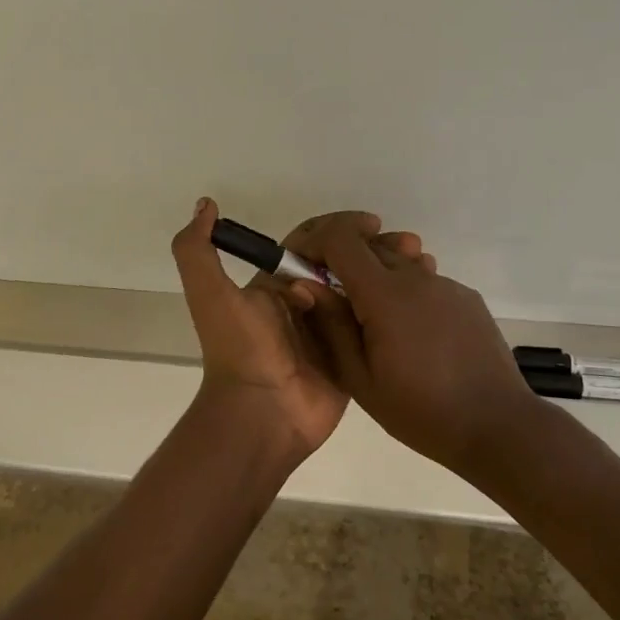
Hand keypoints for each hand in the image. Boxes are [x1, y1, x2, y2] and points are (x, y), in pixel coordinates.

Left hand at [170, 199, 429, 457]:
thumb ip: (197, 249)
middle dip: (374, 248)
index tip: (373, 223)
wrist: (260, 414)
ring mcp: (331, 331)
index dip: (341, 228)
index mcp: (276, 285)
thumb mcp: (210, 294)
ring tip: (422, 262)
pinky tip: (423, 292)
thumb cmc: (240, 349)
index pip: (312, 243)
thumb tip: (206, 204)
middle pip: (344, 264)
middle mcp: (305, 303)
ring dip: (390, 272)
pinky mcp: (352, 357)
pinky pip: (375, 325)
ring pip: (364, 290)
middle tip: (409, 243)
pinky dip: (395, 307)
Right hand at [297, 215, 540, 476]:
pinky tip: (413, 335)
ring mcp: (446, 284)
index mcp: (385, 294)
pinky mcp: (466, 297)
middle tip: (333, 301)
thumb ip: (331, 326)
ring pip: (398, 261)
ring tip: (375, 324)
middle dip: (342, 261)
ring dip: (376, 277)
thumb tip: (305, 285)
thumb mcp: (361, 379)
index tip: (302, 264)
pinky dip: (406, 293)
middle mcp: (416, 277)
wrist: (498, 426)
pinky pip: (424, 281)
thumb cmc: (421, 411)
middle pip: (369, 245)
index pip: (341, 238)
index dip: (315, 241)